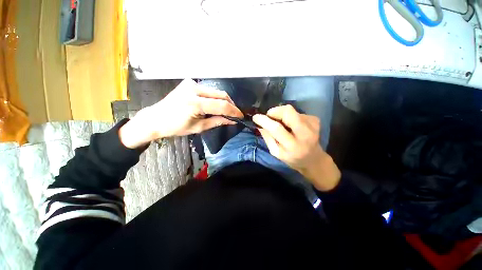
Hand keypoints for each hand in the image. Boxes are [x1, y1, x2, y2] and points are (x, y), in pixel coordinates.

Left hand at [119, 79, 242, 147]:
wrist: (156, 118)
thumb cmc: (175, 127)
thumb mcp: (199, 127)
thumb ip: (217, 121)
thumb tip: (232, 120)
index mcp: (195, 103)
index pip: (221, 105)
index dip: (234, 111)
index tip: (241, 116)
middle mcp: (194, 89)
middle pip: (221, 94)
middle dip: (231, 104)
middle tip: (235, 113)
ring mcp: (191, 84)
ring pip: (216, 91)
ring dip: (224, 101)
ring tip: (227, 110)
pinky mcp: (189, 83)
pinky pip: (209, 90)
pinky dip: (215, 97)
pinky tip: (216, 104)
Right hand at [252, 105, 340, 190]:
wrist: (313, 159)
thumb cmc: (292, 158)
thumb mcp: (276, 152)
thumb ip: (268, 138)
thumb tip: (259, 124)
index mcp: (293, 146)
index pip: (277, 128)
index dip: (265, 120)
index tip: (256, 117)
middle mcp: (305, 133)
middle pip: (288, 112)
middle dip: (275, 111)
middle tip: (269, 116)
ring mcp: (312, 125)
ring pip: (291, 110)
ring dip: (282, 115)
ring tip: (282, 124)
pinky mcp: (315, 119)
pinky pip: (297, 112)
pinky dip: (290, 117)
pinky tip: (292, 125)